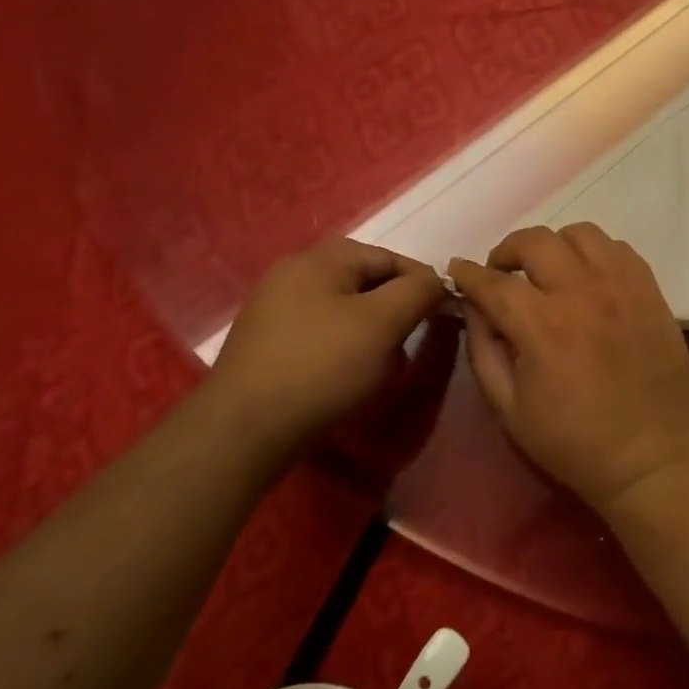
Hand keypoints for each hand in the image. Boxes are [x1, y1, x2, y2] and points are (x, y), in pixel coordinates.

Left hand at [211, 239, 446, 440]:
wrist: (244, 430)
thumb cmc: (322, 366)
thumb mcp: (383, 323)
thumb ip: (418, 291)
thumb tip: (437, 280)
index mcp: (321, 259)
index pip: (390, 258)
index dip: (423, 284)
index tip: (444, 315)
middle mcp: (294, 273)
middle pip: (365, 282)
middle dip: (396, 311)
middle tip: (413, 342)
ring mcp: (275, 307)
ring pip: (345, 309)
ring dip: (372, 332)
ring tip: (384, 366)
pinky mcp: (267, 342)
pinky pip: (321, 332)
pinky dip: (344, 347)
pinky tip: (349, 377)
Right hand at [448, 224, 688, 515]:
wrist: (652, 456)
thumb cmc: (574, 441)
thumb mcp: (509, 408)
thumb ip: (484, 350)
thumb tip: (474, 307)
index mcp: (542, 326)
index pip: (493, 281)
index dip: (468, 273)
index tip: (457, 270)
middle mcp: (582, 292)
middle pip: (535, 241)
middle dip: (507, 251)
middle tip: (502, 274)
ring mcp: (622, 287)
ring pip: (581, 233)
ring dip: (554, 246)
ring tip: (549, 271)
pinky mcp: (650, 290)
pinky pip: (618, 248)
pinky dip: (595, 254)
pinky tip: (589, 278)